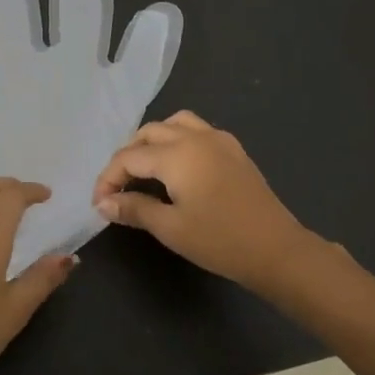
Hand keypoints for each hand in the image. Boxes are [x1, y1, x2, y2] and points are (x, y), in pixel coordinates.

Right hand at [92, 112, 316, 292]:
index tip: (99, 204)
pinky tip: (177, 168)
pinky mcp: (234, 150)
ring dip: (152, 141)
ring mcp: (219, 140)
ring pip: (175, 124)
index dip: (108, 179)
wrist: (275, 249)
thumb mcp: (170, 228)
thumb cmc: (219, 240)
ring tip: (144, 170)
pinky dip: (177, 140)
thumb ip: (134, 209)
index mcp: (177, 154)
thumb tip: (103, 203)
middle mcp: (196, 137)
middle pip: (149, 133)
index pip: (129, 157)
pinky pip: (197, 131)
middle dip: (127, 156)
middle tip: (118, 187)